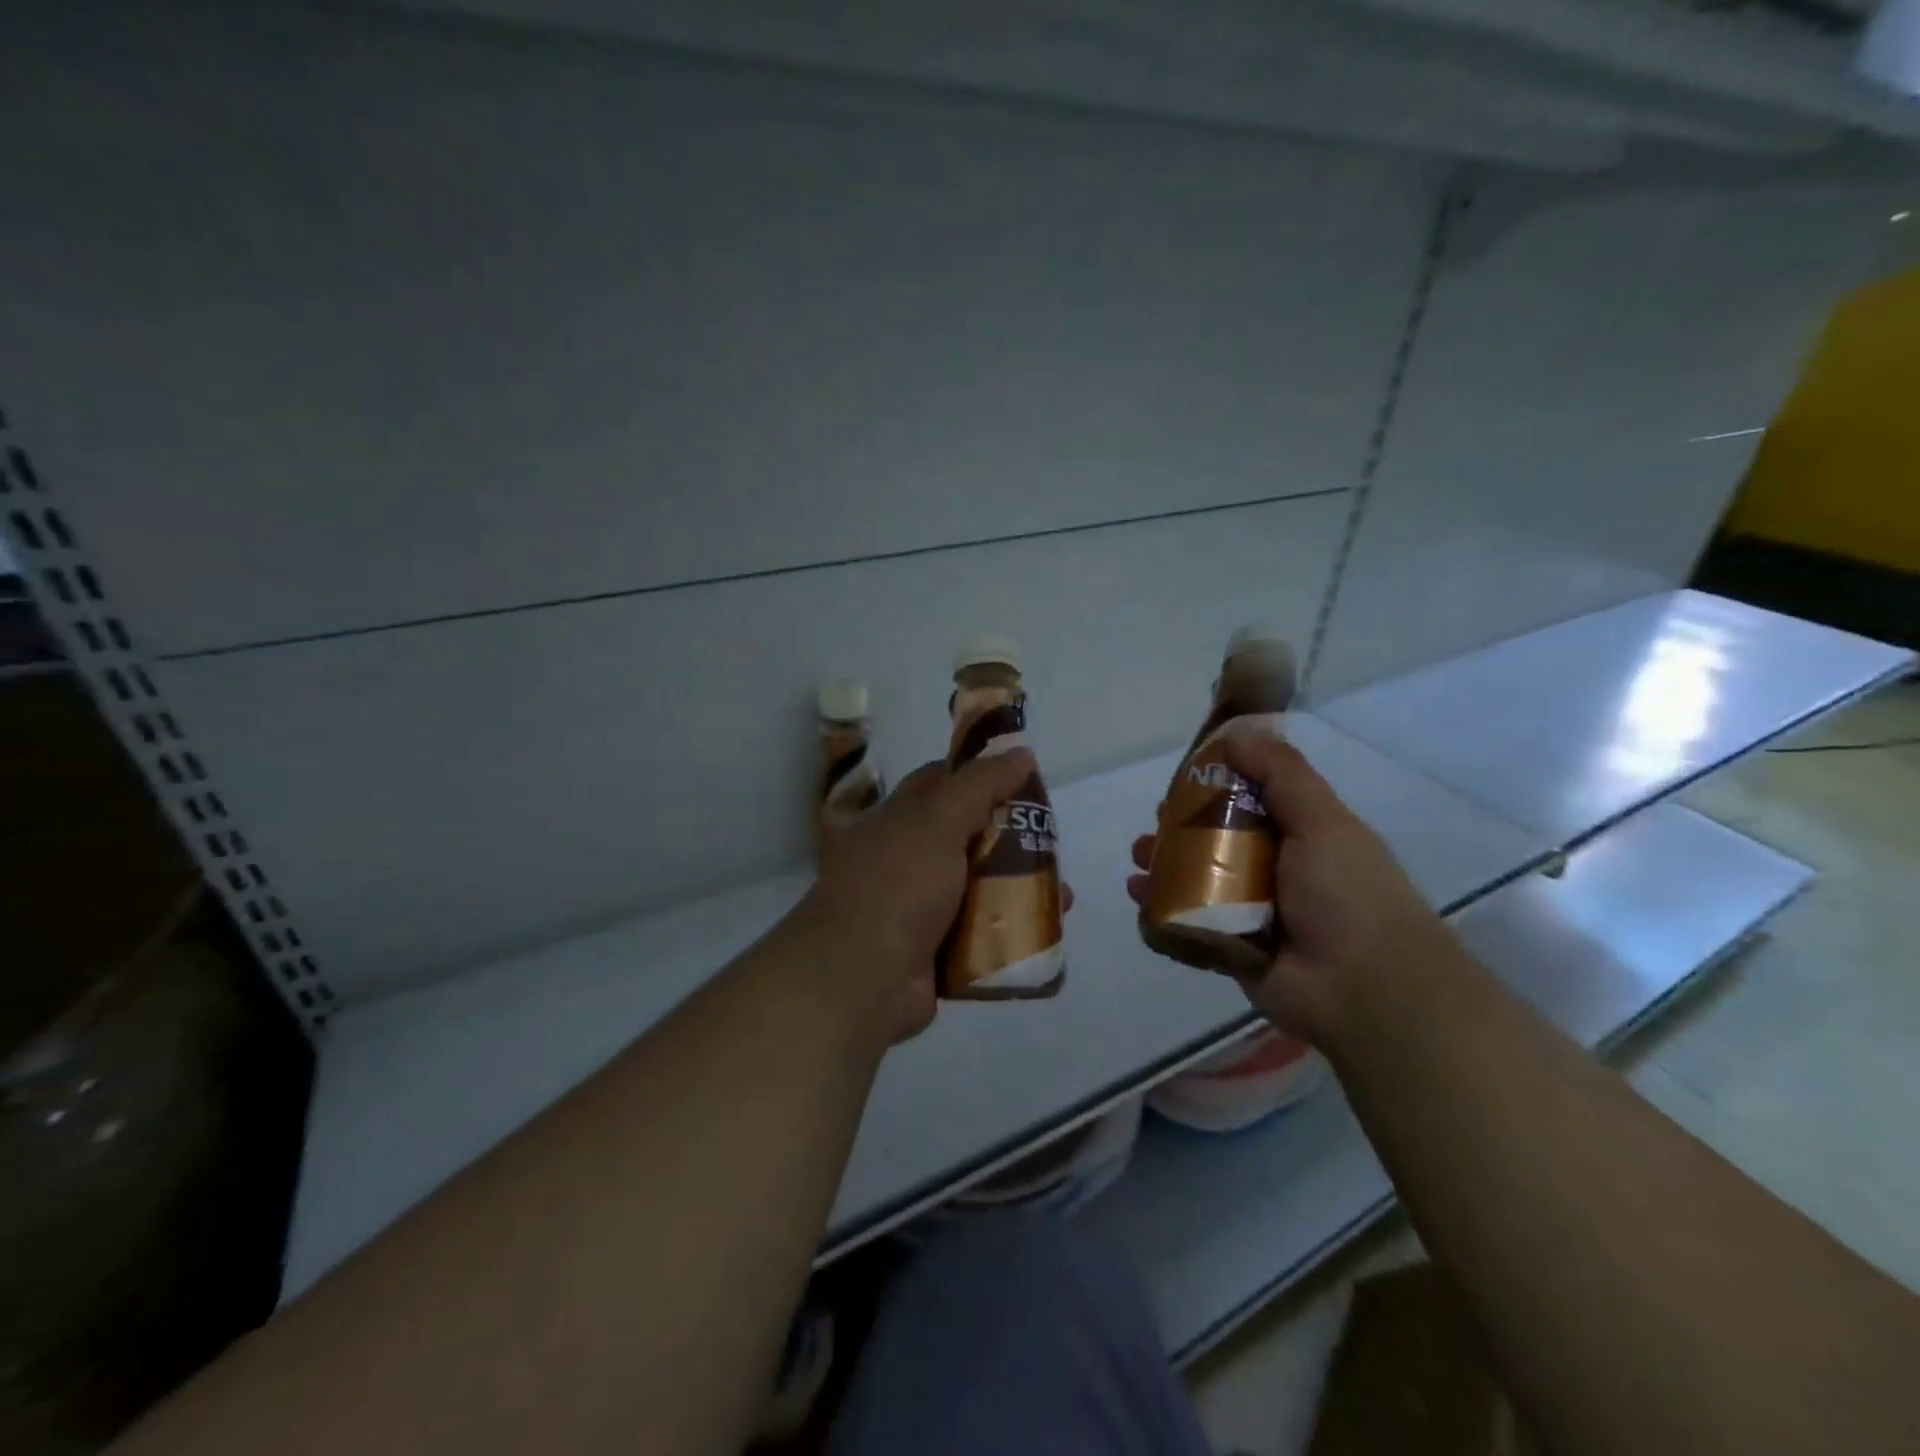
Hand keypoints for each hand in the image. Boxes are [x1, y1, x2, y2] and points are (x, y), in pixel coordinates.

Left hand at [797, 749, 1067, 1044]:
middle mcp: (903, 860)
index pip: (938, 782)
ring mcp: (917, 909)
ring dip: (1018, 888)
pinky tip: (1044, 931)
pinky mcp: (934, 952)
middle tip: (1051, 840)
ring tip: (1061, 894)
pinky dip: (1011, 932)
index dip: (978, 775)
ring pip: (977, 889)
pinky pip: (981, 935)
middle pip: (966, 837)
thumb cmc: (896, 885)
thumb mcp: (936, 820)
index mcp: (892, 821)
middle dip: (1010, 838)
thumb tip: (1021, 753)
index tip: (1021, 778)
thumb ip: (980, 785)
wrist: (860, 981)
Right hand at [1126, 722, 1457, 1044]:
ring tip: (1139, 860)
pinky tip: (1139, 895)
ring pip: (1197, 879)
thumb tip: (1237, 732)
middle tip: (1153, 826)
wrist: (1364, 990)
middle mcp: (1275, 870)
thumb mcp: (1322, 819)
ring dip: (1163, 865)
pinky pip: (1188, 921)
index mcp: (1301, 835)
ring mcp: (1252, 912)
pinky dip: (1161, 907)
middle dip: (1178, 828)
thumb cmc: (1347, 894)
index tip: (1182, 779)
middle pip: (1216, 839)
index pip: (1250, 799)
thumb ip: (1281, 774)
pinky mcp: (1231, 947)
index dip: (1214, 785)